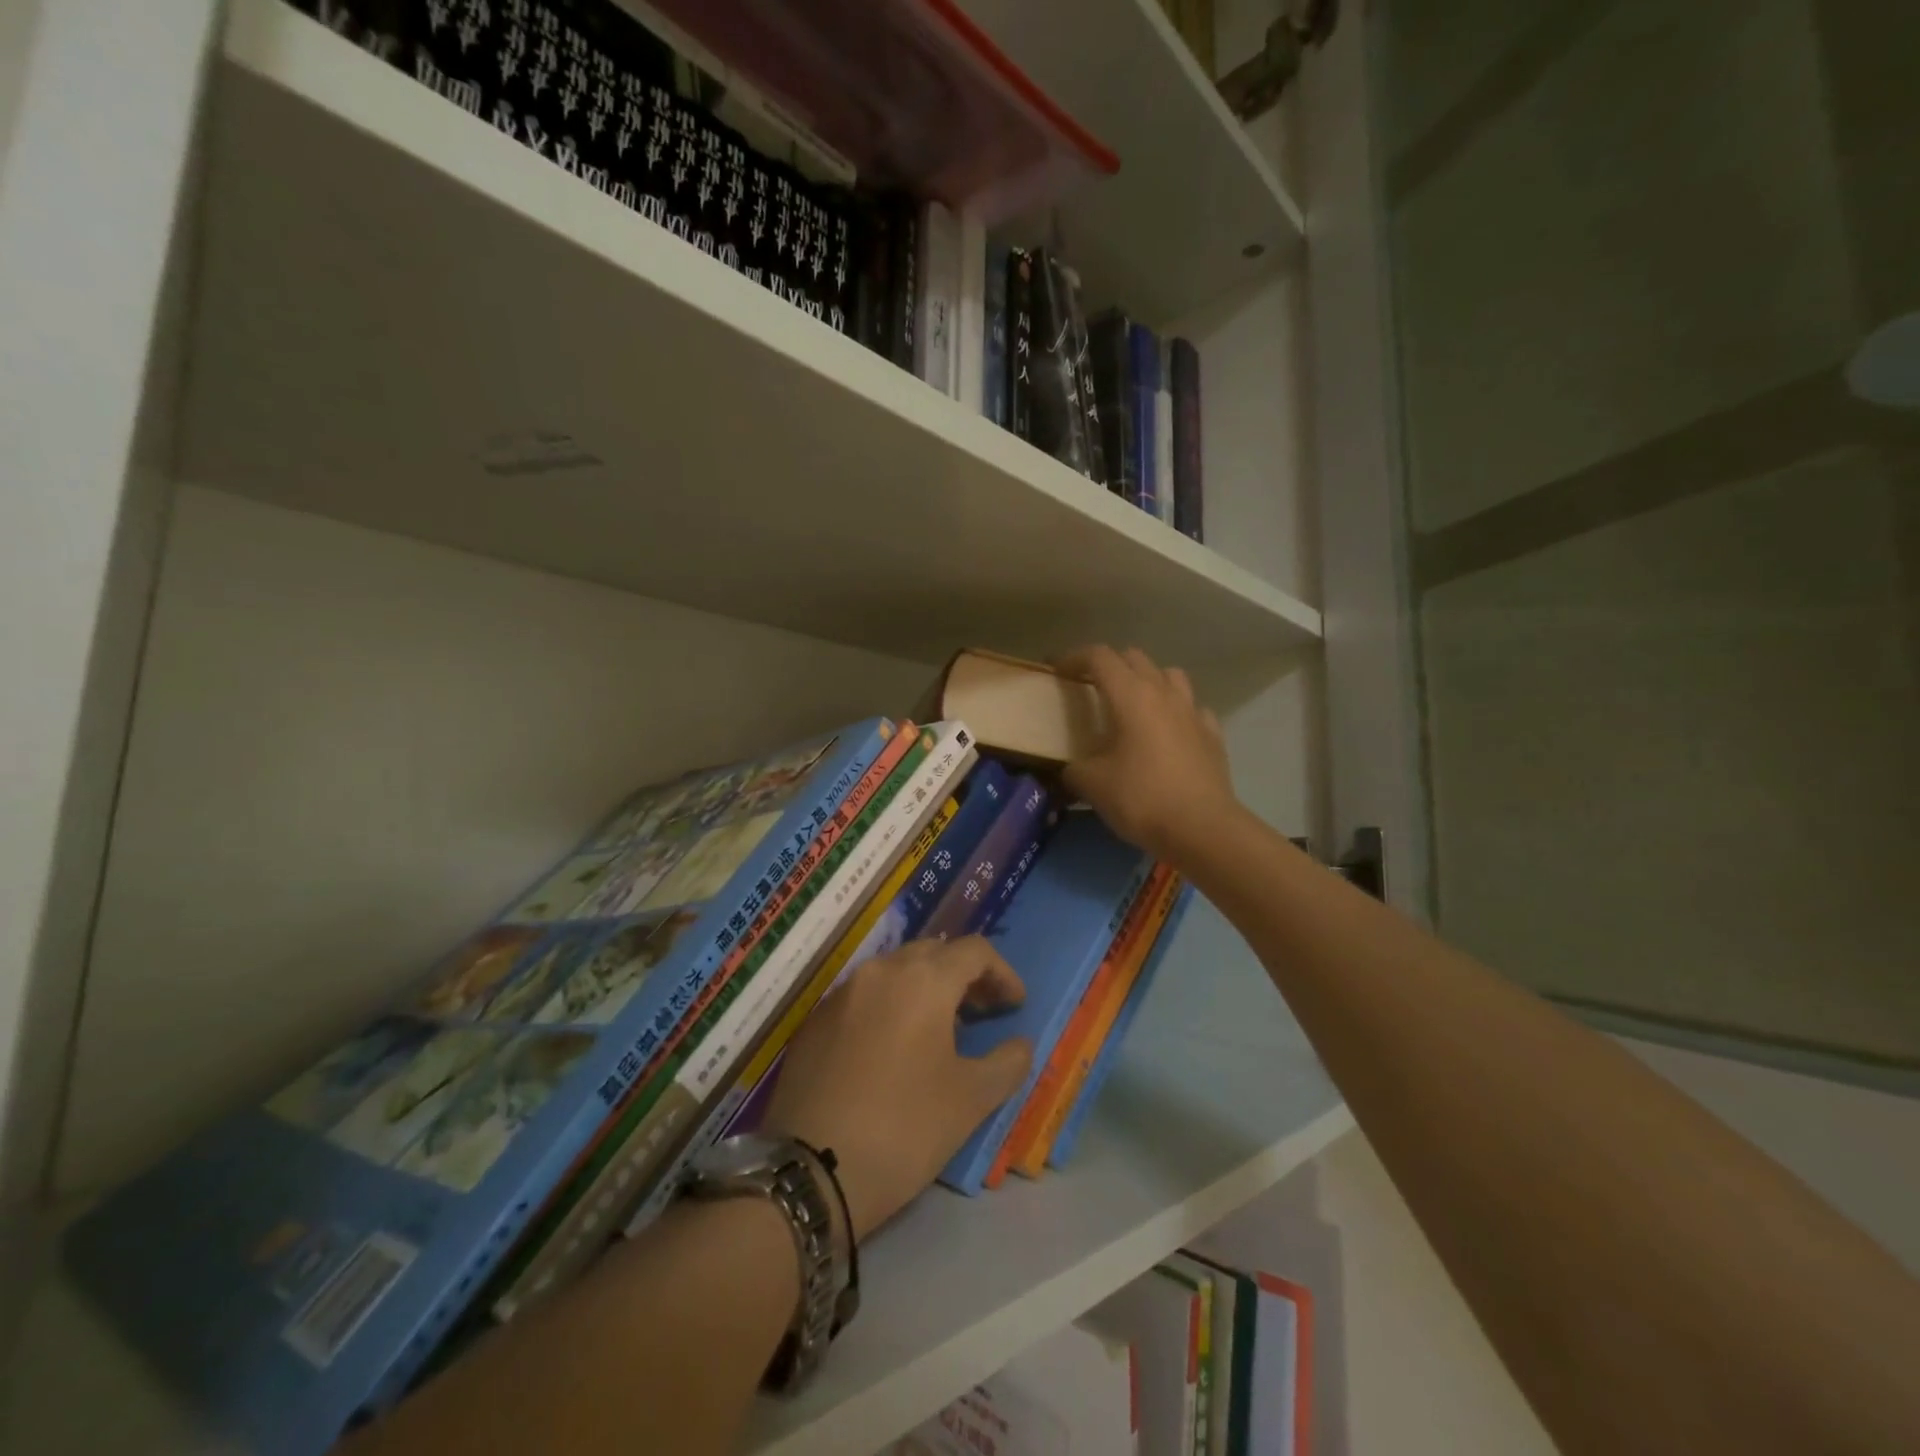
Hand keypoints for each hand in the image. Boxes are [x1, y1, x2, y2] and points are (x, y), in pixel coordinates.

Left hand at [762, 938, 1031, 1240]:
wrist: (809, 1170)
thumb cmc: (904, 1128)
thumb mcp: (970, 1100)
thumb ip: (1007, 1063)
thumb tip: (1020, 1044)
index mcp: (923, 980)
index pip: (974, 951)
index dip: (1002, 973)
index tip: (1015, 1005)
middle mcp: (880, 971)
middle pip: (933, 954)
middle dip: (963, 976)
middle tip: (981, 1013)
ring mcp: (842, 993)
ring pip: (895, 971)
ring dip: (925, 989)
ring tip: (940, 1031)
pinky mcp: (814, 1020)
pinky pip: (864, 996)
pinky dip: (890, 1007)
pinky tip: (893, 1048)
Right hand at [1055, 645, 1239, 862]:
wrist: (1202, 828)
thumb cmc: (1142, 798)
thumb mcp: (1092, 784)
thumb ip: (1074, 769)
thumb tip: (1070, 769)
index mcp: (1131, 695)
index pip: (1099, 657)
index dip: (1073, 658)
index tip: (1056, 671)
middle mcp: (1163, 693)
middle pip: (1134, 658)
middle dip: (1109, 666)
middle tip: (1090, 688)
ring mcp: (1193, 711)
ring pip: (1169, 675)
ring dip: (1147, 680)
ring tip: (1133, 704)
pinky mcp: (1212, 734)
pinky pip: (1191, 708)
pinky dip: (1175, 711)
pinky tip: (1168, 732)